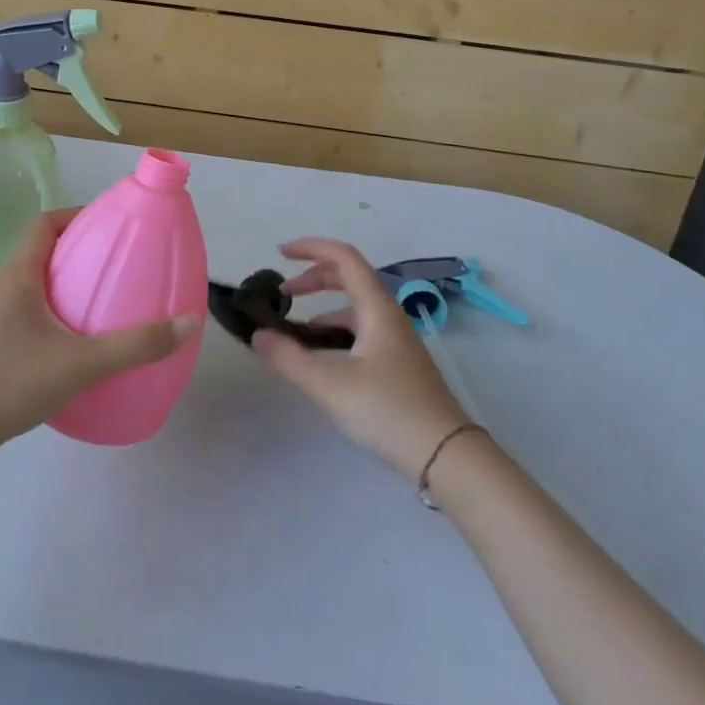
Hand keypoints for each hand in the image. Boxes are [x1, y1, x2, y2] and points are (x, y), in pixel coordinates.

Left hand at [0, 208, 203, 456]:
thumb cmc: (8, 382)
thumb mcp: (80, 364)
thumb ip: (135, 345)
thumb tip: (190, 322)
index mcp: (18, 276)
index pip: (45, 224)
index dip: (77, 215)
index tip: (111, 224)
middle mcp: (3, 289)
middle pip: (43, 253)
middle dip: (81, 252)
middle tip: (119, 264)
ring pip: (36, 287)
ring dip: (68, 286)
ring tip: (106, 302)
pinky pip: (30, 315)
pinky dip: (57, 316)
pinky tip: (79, 345)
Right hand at [252, 238, 469, 481]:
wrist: (446, 457)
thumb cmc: (388, 411)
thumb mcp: (330, 386)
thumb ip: (289, 359)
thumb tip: (258, 334)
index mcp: (376, 308)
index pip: (344, 257)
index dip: (311, 248)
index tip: (280, 253)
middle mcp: (388, 316)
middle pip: (349, 278)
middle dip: (313, 278)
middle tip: (283, 294)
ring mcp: (396, 341)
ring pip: (355, 307)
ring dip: (323, 307)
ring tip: (294, 331)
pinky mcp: (398, 364)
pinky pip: (361, 331)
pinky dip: (335, 331)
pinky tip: (322, 358)